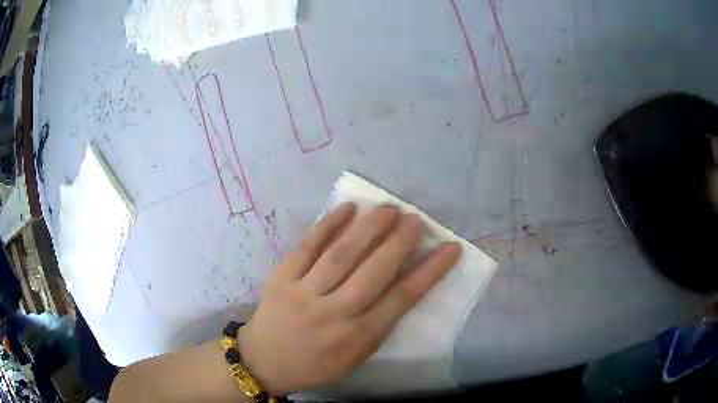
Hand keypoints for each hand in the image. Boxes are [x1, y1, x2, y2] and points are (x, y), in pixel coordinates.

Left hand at [237, 203, 460, 395]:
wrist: (265, 361)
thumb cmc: (317, 364)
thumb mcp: (356, 357)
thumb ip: (380, 325)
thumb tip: (403, 284)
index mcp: (357, 337)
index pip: (401, 299)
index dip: (429, 271)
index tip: (450, 248)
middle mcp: (333, 313)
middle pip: (373, 271)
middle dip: (399, 242)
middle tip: (415, 219)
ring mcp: (304, 293)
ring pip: (341, 254)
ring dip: (369, 228)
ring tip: (388, 209)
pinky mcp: (282, 278)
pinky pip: (307, 247)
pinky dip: (328, 225)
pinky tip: (347, 209)